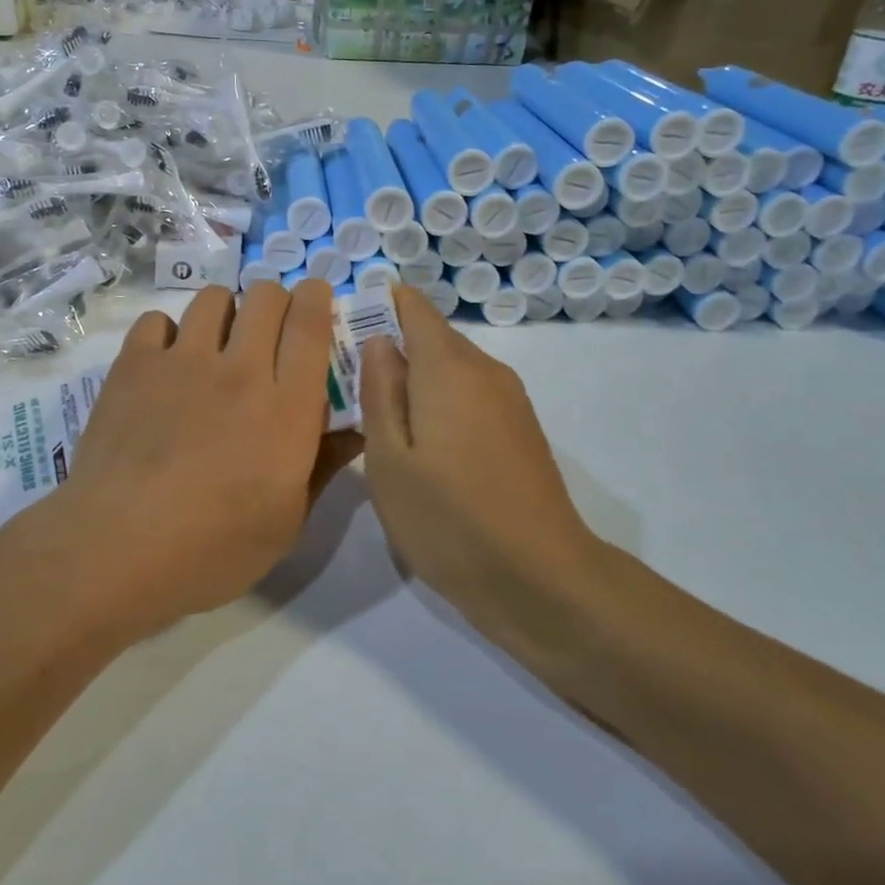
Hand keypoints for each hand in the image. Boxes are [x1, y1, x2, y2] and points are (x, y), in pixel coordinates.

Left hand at [51, 282, 362, 635]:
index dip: (316, 298)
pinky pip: (157, 320)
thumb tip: (356, 431)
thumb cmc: (214, 549)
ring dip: (224, 313)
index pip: (310, 325)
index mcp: (287, 408)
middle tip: (268, 332)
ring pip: (213, 299)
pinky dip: (167, 333)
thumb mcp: (287, 522)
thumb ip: (323, 466)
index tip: (315, 296)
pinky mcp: (135, 365)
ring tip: (215, 344)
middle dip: (274, 302)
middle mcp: (240, 370)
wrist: (118, 548)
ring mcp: (183, 362)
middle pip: (265, 297)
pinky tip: (165, 364)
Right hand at [358, 285, 601, 636]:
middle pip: (431, 336)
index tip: (343, 334)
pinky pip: (470, 395)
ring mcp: (509, 399)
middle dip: (390, 350)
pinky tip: (424, 448)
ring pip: (451, 369)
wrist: (541, 580)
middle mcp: (485, 369)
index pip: (412, 305)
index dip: (376, 307)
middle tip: (348, 389)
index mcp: (449, 366)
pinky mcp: (521, 429)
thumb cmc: (449, 519)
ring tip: (379, 422)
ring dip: (415, 381)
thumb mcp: (389, 458)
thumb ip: (379, 390)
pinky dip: (441, 404)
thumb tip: (379, 341)